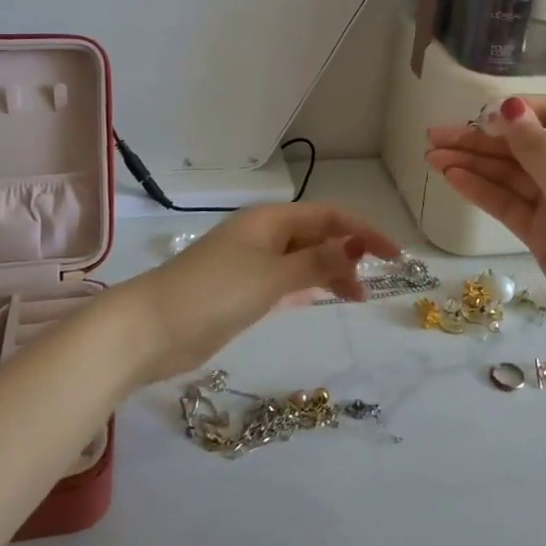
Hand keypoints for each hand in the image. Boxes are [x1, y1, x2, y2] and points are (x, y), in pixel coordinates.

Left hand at [122, 203, 400, 383]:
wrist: (151, 329)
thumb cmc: (213, 293)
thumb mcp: (271, 277)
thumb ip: (315, 262)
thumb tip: (354, 246)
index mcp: (269, 221)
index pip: (328, 216)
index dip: (364, 231)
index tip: (394, 255)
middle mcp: (263, 235)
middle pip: (316, 235)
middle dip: (348, 252)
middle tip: (374, 283)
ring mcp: (250, 263)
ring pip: (302, 259)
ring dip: (330, 271)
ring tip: (356, 296)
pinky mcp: (241, 290)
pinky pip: (286, 280)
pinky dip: (307, 286)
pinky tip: (321, 298)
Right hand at [425, 96, 545, 341]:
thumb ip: (533, 147)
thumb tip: (508, 105)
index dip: (515, 111)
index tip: (479, 117)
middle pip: (520, 144)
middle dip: (479, 139)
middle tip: (434, 137)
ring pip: (508, 174)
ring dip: (472, 164)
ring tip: (431, 157)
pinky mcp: (541, 232)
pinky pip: (506, 202)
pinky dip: (480, 190)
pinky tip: (451, 178)